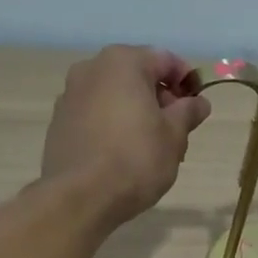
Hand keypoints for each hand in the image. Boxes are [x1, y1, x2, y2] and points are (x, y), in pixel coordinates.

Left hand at [40, 46, 211, 225]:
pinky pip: (96, 115)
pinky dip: (114, 126)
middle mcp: (91, 69)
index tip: (197, 107)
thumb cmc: (136, 159)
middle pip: (137, 76)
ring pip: (115, 97)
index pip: (166, 60)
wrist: (81, 197)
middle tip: (177, 132)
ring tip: (151, 148)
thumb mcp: (174, 135)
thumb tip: (198, 103)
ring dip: (137, 114)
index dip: (187, 81)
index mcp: (122, 62)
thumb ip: (188, 112)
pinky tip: (123, 155)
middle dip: (161, 100)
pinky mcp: (59, 123)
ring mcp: (70, 96)